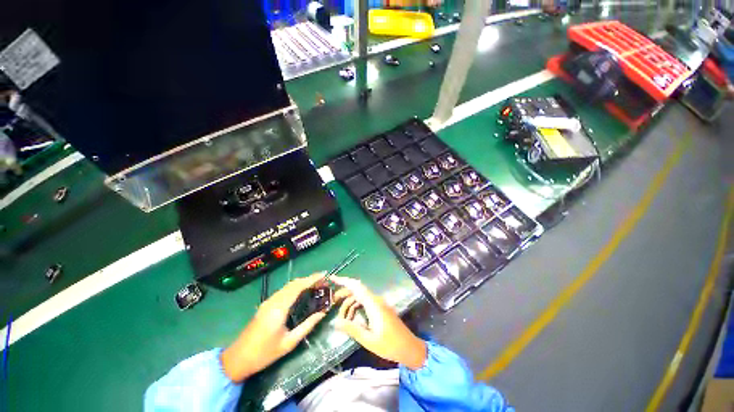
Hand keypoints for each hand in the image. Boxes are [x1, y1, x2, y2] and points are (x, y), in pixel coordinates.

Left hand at [220, 273, 327, 381]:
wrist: (237, 359)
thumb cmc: (264, 354)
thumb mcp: (289, 343)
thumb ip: (307, 326)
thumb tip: (323, 313)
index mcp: (279, 308)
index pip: (298, 287)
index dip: (312, 279)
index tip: (324, 274)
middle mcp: (273, 301)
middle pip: (294, 283)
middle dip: (309, 279)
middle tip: (323, 282)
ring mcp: (268, 301)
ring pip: (288, 286)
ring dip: (303, 283)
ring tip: (316, 286)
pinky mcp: (266, 304)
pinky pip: (284, 291)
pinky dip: (296, 287)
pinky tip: (302, 293)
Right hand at [331, 276, 426, 369]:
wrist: (409, 348)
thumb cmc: (390, 345)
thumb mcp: (369, 340)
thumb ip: (352, 329)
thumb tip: (335, 322)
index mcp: (373, 304)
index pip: (357, 286)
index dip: (344, 281)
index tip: (332, 278)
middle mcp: (376, 300)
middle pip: (357, 290)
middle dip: (344, 294)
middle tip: (332, 302)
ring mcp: (379, 303)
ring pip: (361, 297)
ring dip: (350, 303)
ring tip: (341, 317)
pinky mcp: (380, 308)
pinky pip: (365, 302)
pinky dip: (356, 307)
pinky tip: (351, 318)